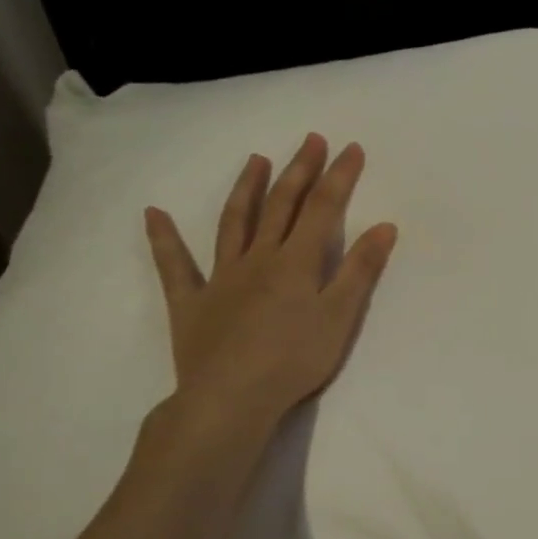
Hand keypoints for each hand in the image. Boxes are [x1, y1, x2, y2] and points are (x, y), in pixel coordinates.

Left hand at [144, 134, 396, 453]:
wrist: (230, 400)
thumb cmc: (294, 361)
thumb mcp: (340, 317)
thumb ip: (360, 270)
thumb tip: (384, 225)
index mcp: (297, 262)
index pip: (323, 208)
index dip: (339, 176)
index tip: (351, 148)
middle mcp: (259, 258)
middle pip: (282, 206)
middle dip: (300, 170)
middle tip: (311, 139)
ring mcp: (221, 277)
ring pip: (234, 223)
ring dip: (247, 189)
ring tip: (256, 160)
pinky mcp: (191, 302)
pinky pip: (175, 266)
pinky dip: (163, 239)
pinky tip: (153, 214)